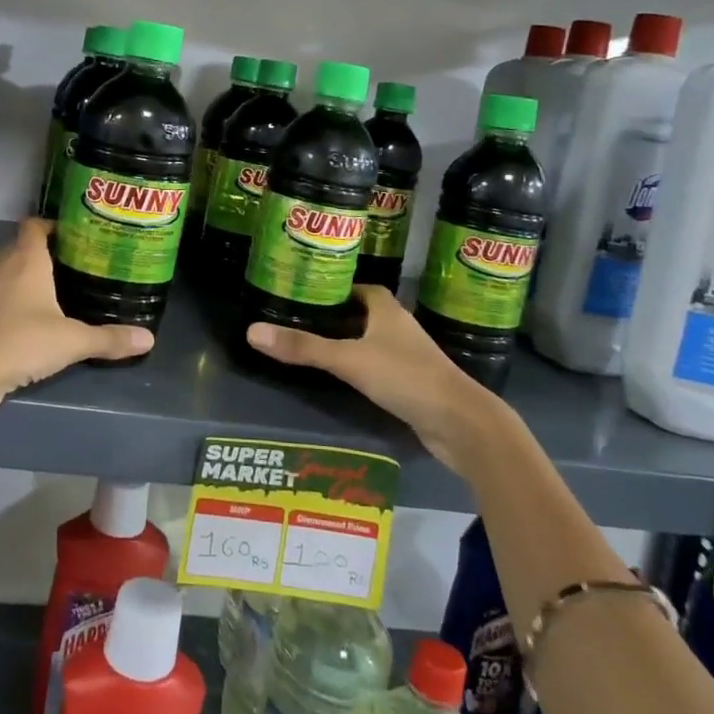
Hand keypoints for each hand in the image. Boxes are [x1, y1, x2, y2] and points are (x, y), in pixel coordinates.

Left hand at [0, 218, 151, 422]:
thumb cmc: (21, 342)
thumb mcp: (72, 342)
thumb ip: (109, 339)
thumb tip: (149, 339)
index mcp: (26, 261)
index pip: (34, 226)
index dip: (50, 224)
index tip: (71, 232)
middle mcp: (0, 267)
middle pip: (18, 246)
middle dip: (39, 251)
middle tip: (68, 262)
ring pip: (3, 271)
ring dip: (20, 275)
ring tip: (48, 288)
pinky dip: (6, 298)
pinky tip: (22, 318)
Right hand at [247, 287, 498, 468]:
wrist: (461, 424)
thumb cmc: (406, 377)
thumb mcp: (349, 359)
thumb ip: (303, 347)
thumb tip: (252, 331)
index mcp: (387, 309)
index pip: (358, 288)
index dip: (334, 288)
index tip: (305, 293)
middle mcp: (398, 327)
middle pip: (362, 314)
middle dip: (335, 316)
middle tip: (298, 320)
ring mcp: (407, 357)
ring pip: (370, 342)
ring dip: (347, 343)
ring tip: (310, 347)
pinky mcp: (411, 385)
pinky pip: (378, 368)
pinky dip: (359, 368)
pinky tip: (339, 379)